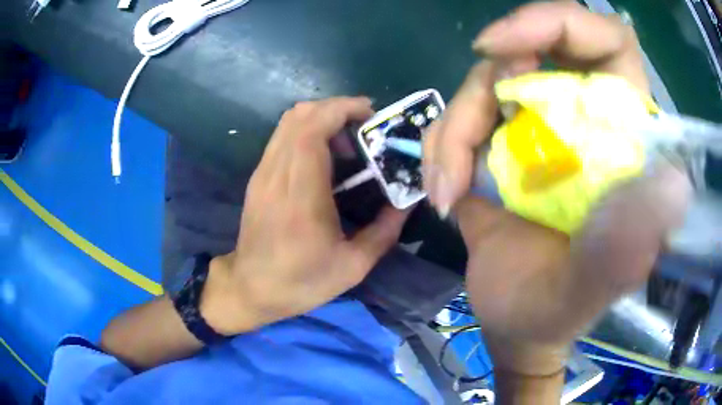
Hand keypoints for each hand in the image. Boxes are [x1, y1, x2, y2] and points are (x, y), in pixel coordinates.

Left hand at [201, 97, 408, 334]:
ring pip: (288, 122)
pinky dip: (306, 131)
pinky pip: (282, 137)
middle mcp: (277, 174)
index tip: (370, 114)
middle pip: (299, 115)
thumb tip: (406, 201)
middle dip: (336, 109)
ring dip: (321, 118)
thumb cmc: (301, 281)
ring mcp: (263, 173)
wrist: (250, 288)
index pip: (313, 128)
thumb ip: (384, 230)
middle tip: (363, 129)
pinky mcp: (258, 177)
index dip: (342, 109)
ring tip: (346, 142)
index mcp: (301, 194)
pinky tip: (324, 155)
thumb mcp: (353, 266)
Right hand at [423, 2, 690, 377]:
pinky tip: (445, 194)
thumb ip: (623, 252)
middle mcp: (584, 119)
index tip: (507, 49)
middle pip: (538, 46)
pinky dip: (441, 147)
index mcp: (623, 140)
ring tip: (450, 194)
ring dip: (457, 130)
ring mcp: (539, 128)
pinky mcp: (499, 144)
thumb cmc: (554, 311)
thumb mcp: (587, 291)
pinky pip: (460, 115)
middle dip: (499, 70)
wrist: (513, 321)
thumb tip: (671, 189)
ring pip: (488, 81)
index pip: (607, 42)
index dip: (559, 22)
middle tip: (479, 121)